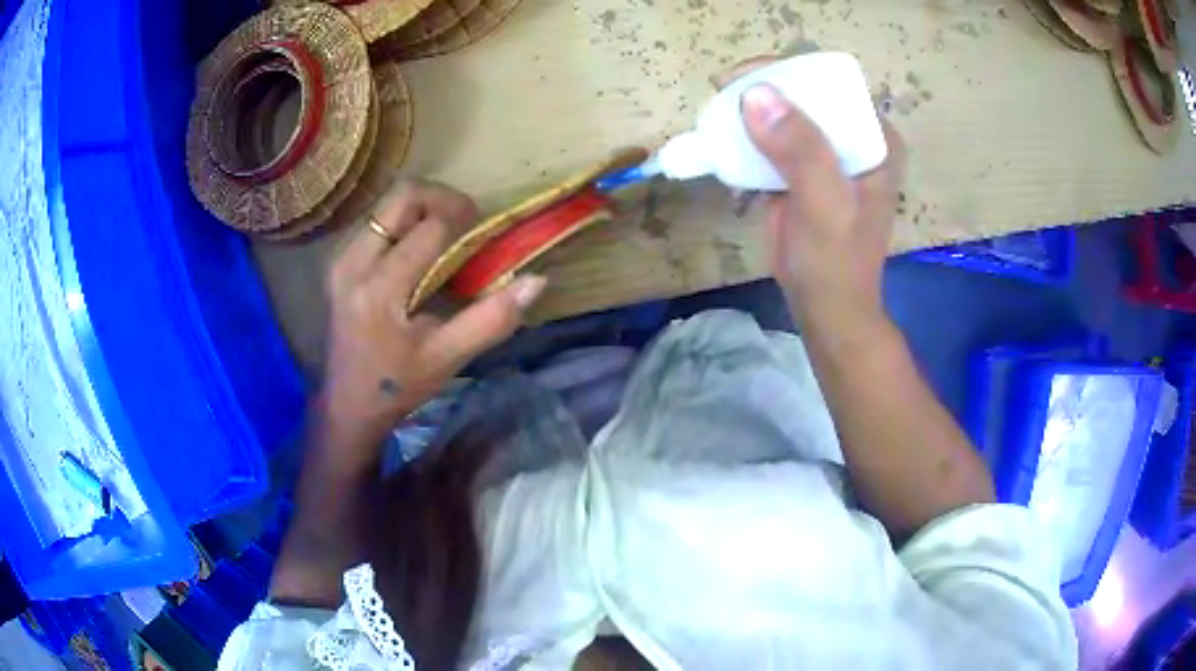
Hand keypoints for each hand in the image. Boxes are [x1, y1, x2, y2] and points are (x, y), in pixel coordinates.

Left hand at [318, 181, 545, 466]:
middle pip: (403, 196)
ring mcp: (341, 259)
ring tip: (445, 238)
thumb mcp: (449, 358)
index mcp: (381, 288)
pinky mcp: (338, 262)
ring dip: (423, 210)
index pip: (431, 227)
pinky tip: (418, 253)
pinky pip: (377, 222)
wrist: (348, 403)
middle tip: (466, 222)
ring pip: (388, 205)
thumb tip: (536, 281)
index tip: (484, 235)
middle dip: (443, 198)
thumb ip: (493, 318)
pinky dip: (404, 224)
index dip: (465, 220)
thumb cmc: (399, 384)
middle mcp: (354, 262)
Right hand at [733, 69, 905, 327]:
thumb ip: (800, 151)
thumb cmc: (835, 261)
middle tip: (722, 91)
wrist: (823, 307)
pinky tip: (719, 137)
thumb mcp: (825, 205)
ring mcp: (824, 155)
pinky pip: (770, 140)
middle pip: (805, 95)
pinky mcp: (798, 171)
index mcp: (874, 139)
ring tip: (715, 111)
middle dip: (764, 90)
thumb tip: (755, 95)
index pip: (833, 85)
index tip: (747, 75)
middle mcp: (852, 139)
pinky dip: (744, 137)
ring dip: (749, 111)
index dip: (791, 73)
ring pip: (784, 115)